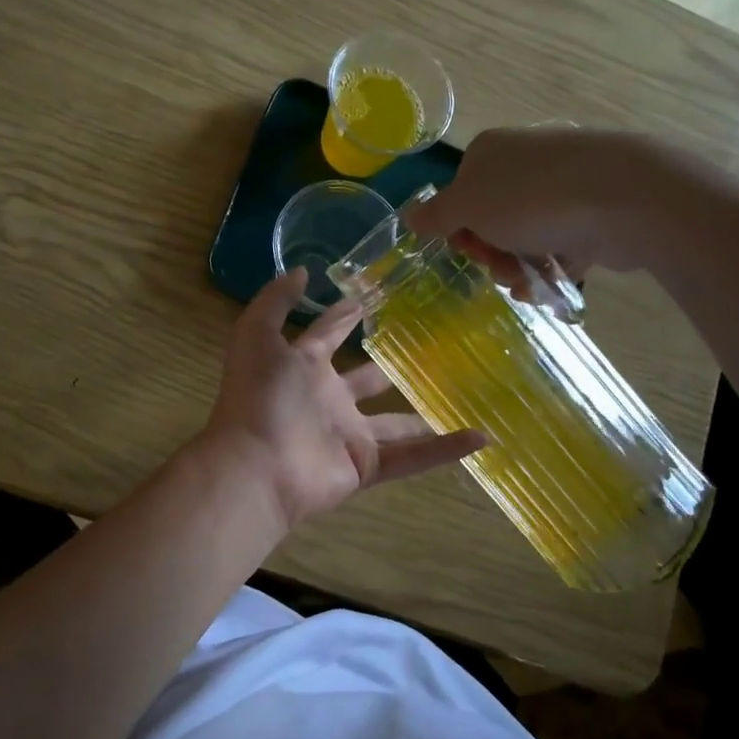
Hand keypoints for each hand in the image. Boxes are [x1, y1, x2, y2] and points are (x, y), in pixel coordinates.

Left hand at [200, 269, 485, 528]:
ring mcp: (348, 435)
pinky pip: (413, 457)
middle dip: (387, 367)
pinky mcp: (366, 466)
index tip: (371, 299)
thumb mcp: (257, 335)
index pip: (327, 335)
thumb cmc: (259, 396)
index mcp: (303, 368)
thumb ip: (276, 301)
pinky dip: (446, 450)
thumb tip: (305, 271)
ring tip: (463, 396)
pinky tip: (482, 436)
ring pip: (395, 424)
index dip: (344, 317)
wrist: (256, 467)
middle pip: (365, 381)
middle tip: (427, 347)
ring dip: (424, 415)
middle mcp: (328, 400)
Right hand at [402, 127, 698, 277]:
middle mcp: (525, 163)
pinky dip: (552, 268)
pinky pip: (561, 245)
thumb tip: (408, 215)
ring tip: (530, 285)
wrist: (625, 198)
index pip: (460, 195)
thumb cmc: (533, 199)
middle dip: (492, 254)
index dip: (459, 230)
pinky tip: (551, 287)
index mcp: (491, 153)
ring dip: (519, 267)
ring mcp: (563, 185)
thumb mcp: (469, 207)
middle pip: (492, 220)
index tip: (468, 251)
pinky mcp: (593, 211)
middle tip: (502, 270)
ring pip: (526, 237)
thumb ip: (436, 215)